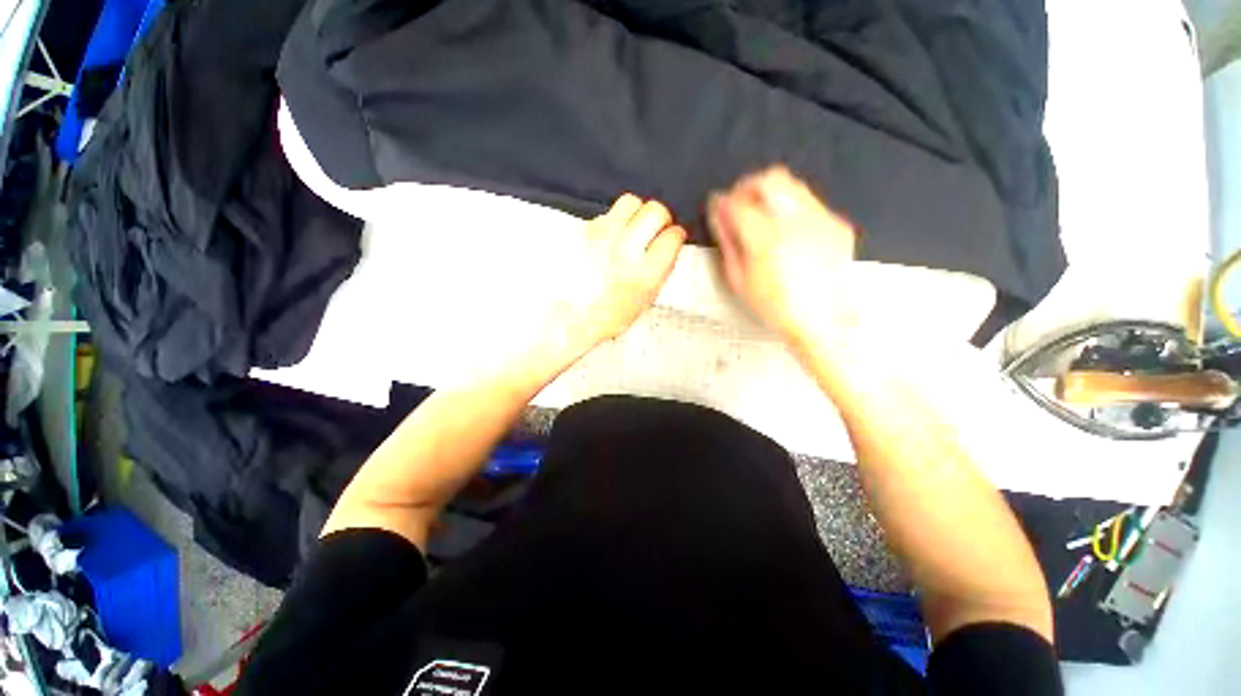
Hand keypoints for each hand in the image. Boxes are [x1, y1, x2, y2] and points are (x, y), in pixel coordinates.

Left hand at [549, 194, 685, 357]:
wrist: (570, 315)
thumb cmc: (609, 315)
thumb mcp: (646, 299)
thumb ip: (662, 269)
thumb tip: (671, 243)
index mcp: (645, 274)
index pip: (672, 236)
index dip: (676, 235)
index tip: (673, 237)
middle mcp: (626, 250)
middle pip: (655, 211)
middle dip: (661, 218)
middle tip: (656, 228)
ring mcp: (603, 236)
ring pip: (631, 202)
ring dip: (637, 213)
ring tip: (633, 227)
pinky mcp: (585, 230)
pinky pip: (607, 213)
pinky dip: (614, 221)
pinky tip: (611, 237)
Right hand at [708, 166, 856, 345]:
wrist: (821, 323)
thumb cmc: (774, 308)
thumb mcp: (739, 280)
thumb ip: (727, 242)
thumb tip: (718, 215)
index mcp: (766, 239)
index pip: (738, 203)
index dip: (723, 201)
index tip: (717, 205)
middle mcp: (795, 222)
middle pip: (769, 179)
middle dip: (748, 185)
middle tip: (739, 201)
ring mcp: (820, 221)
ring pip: (792, 184)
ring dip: (770, 191)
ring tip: (761, 212)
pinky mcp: (837, 226)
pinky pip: (810, 203)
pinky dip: (792, 207)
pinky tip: (787, 229)